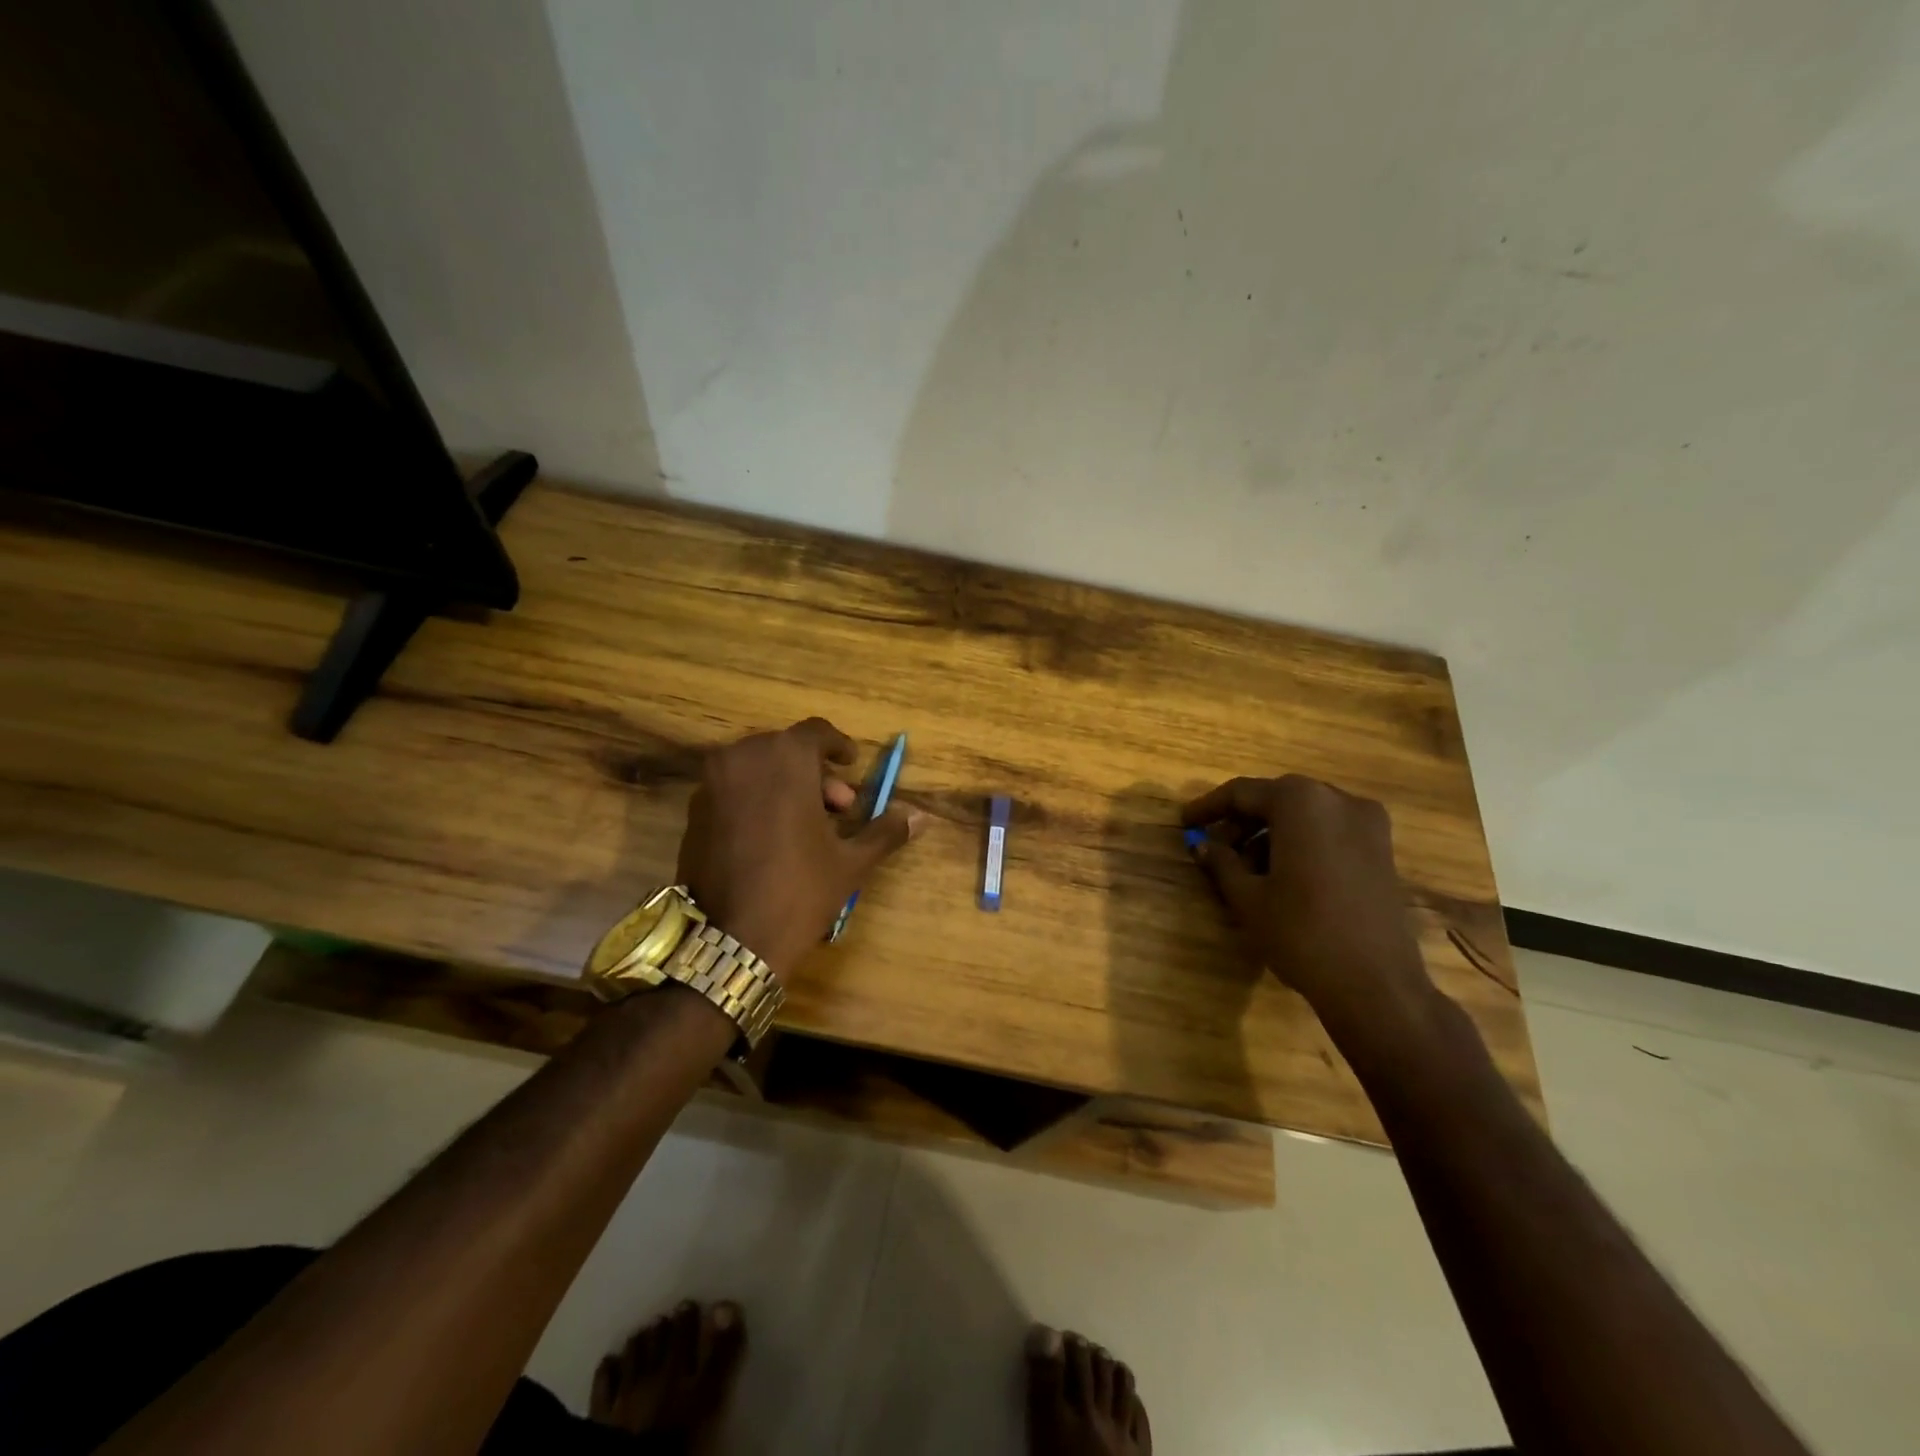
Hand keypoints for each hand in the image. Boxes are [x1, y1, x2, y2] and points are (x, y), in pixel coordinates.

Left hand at [676, 718, 921, 981]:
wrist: (732, 940)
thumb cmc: (800, 890)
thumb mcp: (850, 861)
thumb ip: (885, 831)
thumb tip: (920, 817)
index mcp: (785, 758)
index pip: (816, 732)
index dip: (838, 746)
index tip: (851, 764)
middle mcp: (743, 758)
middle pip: (786, 750)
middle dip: (816, 774)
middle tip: (839, 809)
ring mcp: (712, 784)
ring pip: (757, 768)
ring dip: (786, 785)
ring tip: (808, 826)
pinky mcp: (694, 811)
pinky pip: (734, 789)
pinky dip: (757, 799)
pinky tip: (773, 837)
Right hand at [1182, 775, 1434, 1026]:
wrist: (1376, 985)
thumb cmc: (1301, 933)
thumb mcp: (1248, 897)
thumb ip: (1221, 862)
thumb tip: (1202, 846)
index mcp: (1301, 802)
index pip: (1242, 792)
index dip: (1209, 807)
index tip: (1185, 823)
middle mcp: (1338, 800)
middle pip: (1277, 799)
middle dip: (1242, 822)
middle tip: (1214, 848)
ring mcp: (1368, 824)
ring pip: (1304, 815)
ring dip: (1270, 834)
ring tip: (1245, 870)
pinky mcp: (1382, 850)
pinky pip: (1329, 832)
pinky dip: (1300, 843)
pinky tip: (1281, 876)